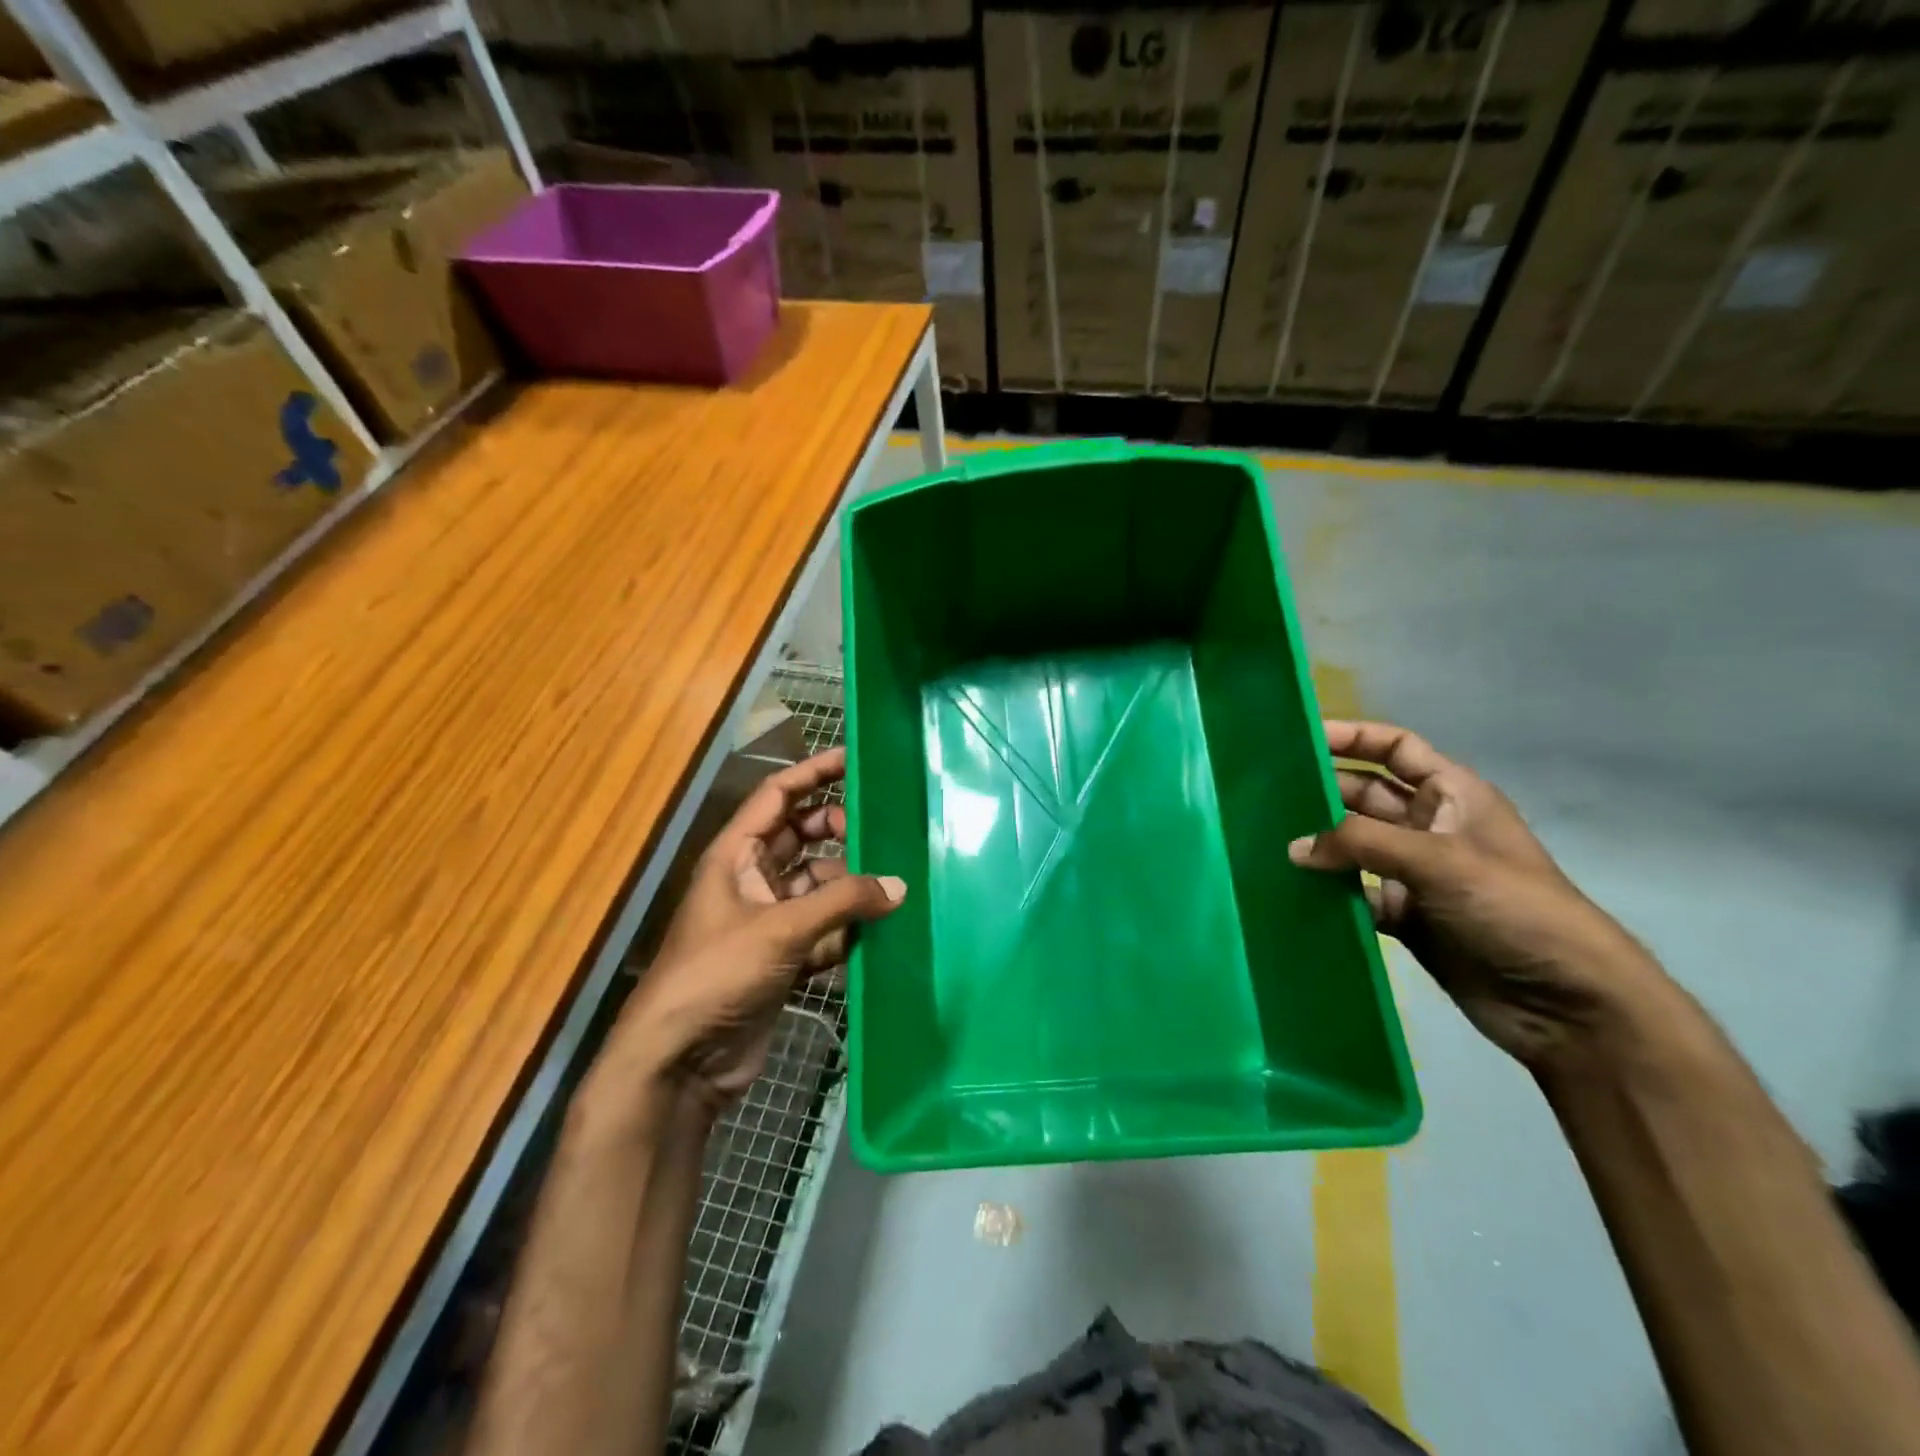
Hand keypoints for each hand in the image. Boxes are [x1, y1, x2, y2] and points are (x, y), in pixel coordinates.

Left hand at [608, 748, 903, 1110]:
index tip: (857, 758)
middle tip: (883, 830)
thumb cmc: (717, 974)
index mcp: (736, 855)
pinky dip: (848, 928)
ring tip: (895, 882)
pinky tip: (881, 930)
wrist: (680, 1062)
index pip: (778, 795)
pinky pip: (824, 929)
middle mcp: (752, 879)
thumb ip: (842, 902)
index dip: (815, 772)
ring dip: (851, 885)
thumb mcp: (780, 929)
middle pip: (803, 837)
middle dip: (840, 830)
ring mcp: (768, 920)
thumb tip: (899, 886)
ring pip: (819, 885)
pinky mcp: (783, 958)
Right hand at [1288, 720, 1670, 1065]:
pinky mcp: (1405, 916)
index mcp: (1453, 796)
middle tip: (1266, 794)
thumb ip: (1360, 844)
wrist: (1569, 1005)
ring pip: (1354, 845)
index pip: (1396, 748)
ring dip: (1319, 843)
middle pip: (1365, 794)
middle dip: (1322, 791)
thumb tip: (1294, 847)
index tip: (1300, 739)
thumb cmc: (1515, 909)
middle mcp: (1430, 827)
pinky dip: (1327, 890)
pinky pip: (1354, 892)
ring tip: (1266, 839)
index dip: (1352, 736)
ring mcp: (1416, 874)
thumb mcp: (1440, 861)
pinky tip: (1291, 889)